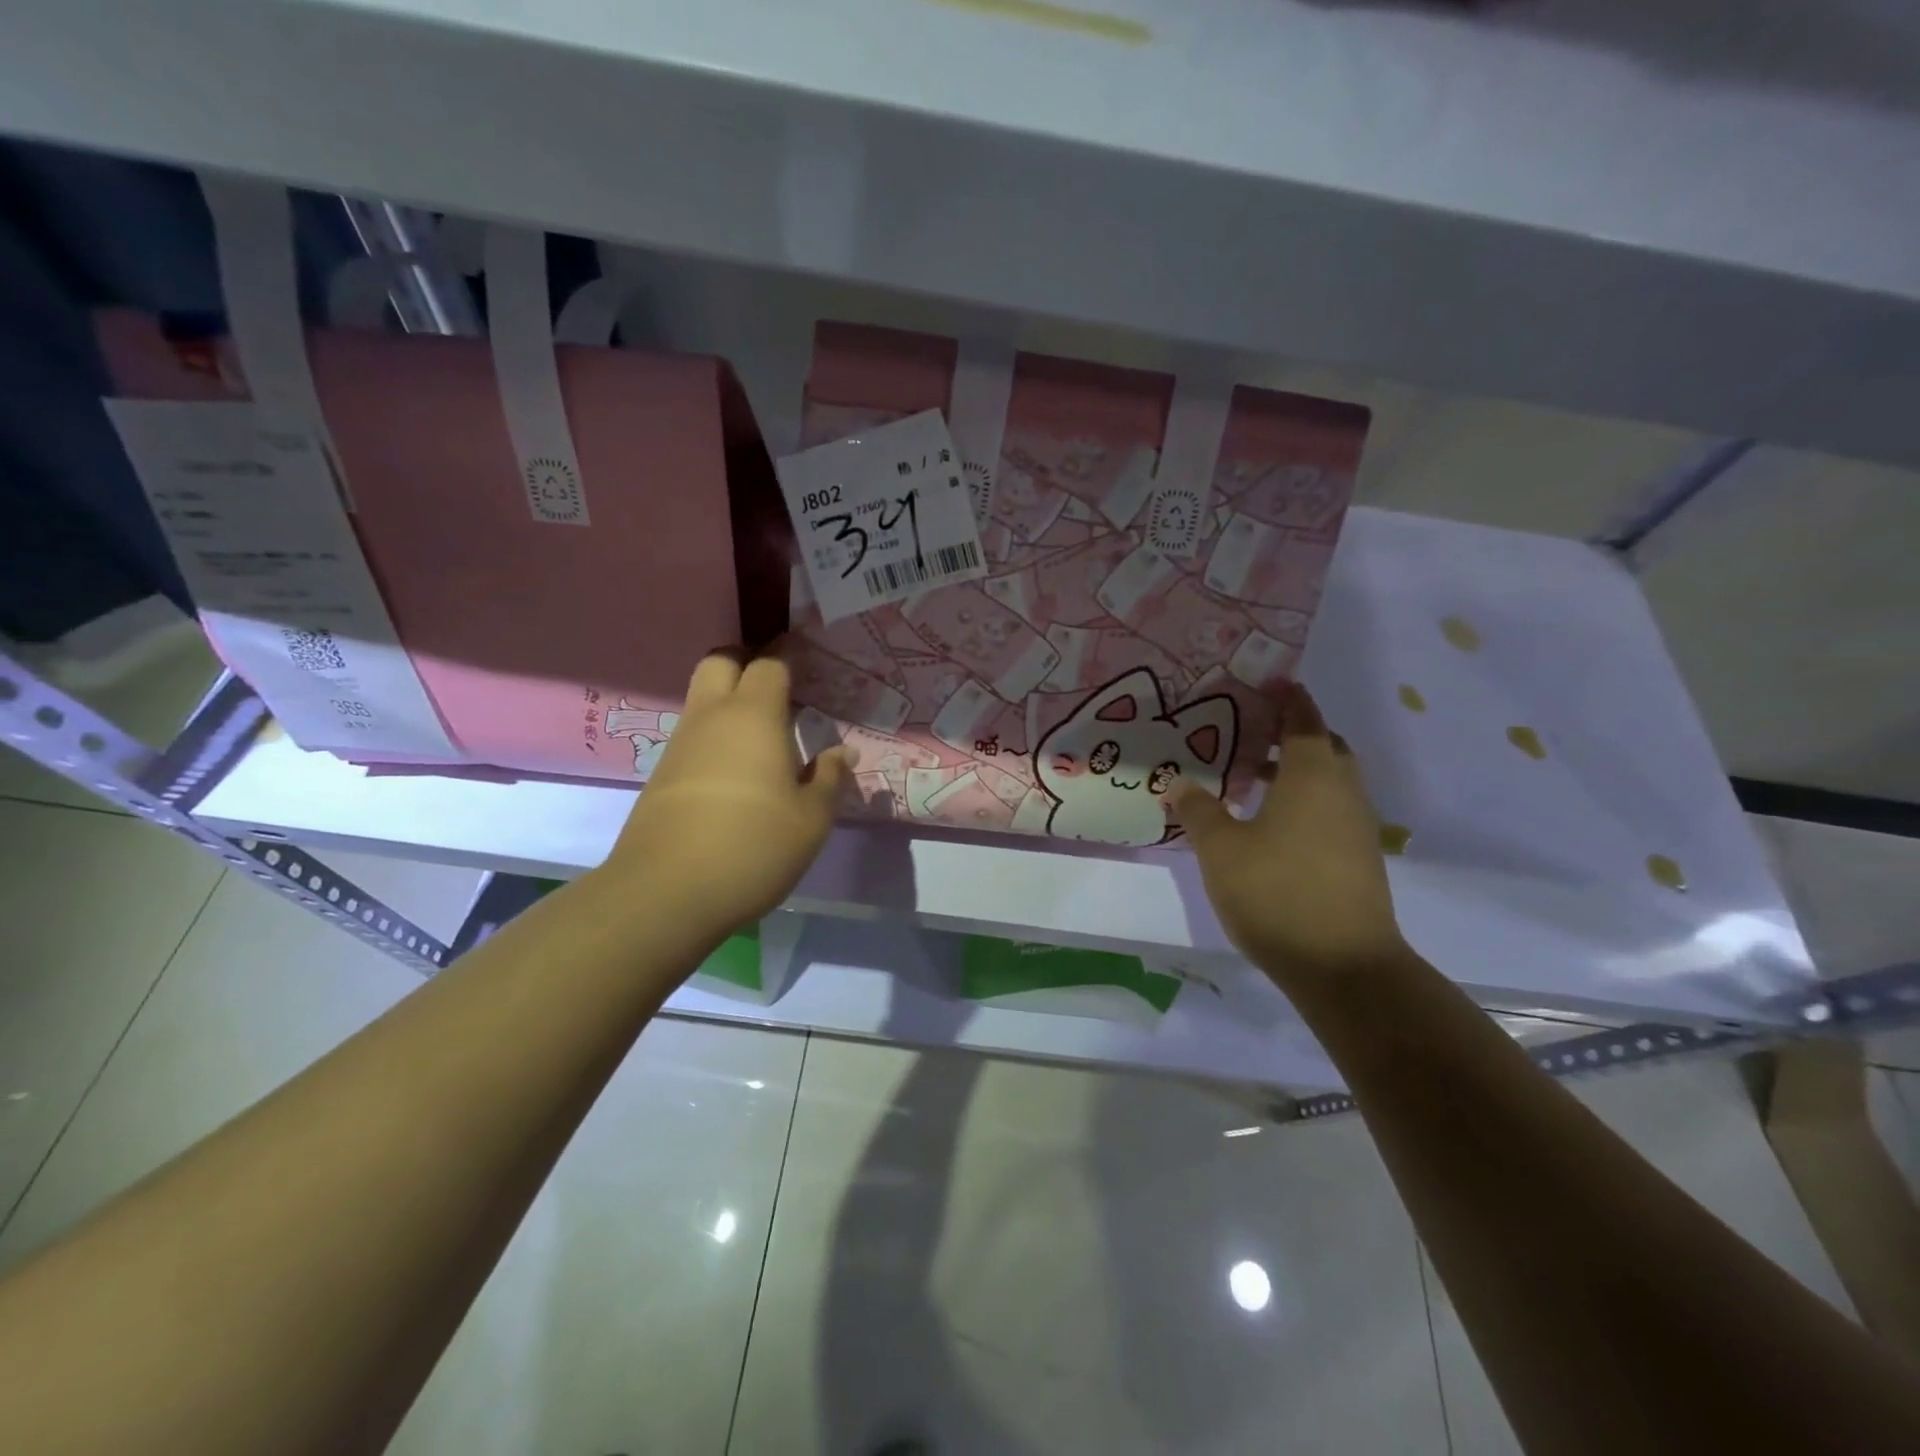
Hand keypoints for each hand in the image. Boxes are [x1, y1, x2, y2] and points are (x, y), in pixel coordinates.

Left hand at [607, 650, 849, 936]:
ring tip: (764, 735)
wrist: (667, 892)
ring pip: (702, 700)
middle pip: (720, 661)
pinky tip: (737, 772)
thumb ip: (829, 779)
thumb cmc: (754, 846)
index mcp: (754, 716)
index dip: (788, 656)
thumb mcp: (812, 819)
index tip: (805, 658)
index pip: (769, 665)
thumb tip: (841, 752)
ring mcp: (680, 746)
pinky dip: (716, 737)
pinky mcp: (662, 776)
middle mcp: (711, 718)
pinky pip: (693, 736)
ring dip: (729, 702)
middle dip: (746, 661)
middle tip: (777, 686)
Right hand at [1169, 683, 1406, 978]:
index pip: (1303, 719)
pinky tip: (1271, 824)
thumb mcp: (1220, 849)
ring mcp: (1357, 826)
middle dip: (1292, 733)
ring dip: (1297, 769)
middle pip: (1323, 746)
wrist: (1344, 967)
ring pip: (1330, 780)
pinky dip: (1305, 800)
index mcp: (1312, 774)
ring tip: (1252, 778)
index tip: (1267, 682)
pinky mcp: (1359, 858)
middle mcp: (1343, 791)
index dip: (1287, 697)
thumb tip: (1178, 782)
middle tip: (1249, 733)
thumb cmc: (1276, 892)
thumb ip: (1198, 810)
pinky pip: (1331, 808)